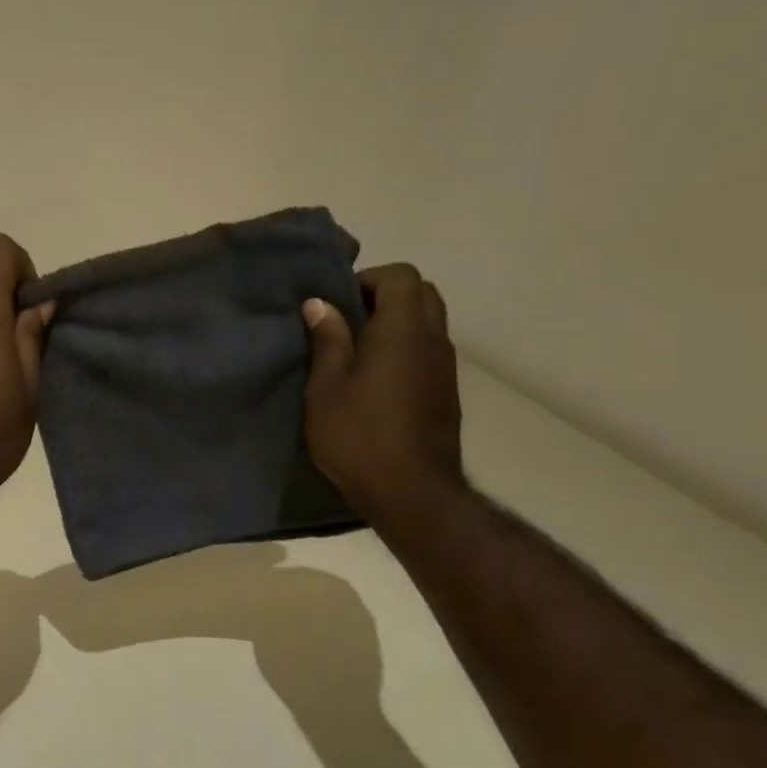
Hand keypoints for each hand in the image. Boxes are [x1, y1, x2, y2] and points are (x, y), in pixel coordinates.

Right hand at [302, 264, 463, 523]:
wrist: (411, 491)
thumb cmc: (358, 436)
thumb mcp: (326, 388)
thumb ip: (328, 341)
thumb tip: (320, 304)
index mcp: (403, 330)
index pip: (401, 276)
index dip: (368, 280)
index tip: (337, 305)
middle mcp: (433, 339)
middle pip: (421, 293)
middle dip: (385, 296)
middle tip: (348, 323)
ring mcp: (445, 366)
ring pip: (429, 321)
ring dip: (396, 324)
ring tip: (357, 353)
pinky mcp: (446, 391)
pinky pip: (428, 350)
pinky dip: (405, 348)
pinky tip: (375, 380)